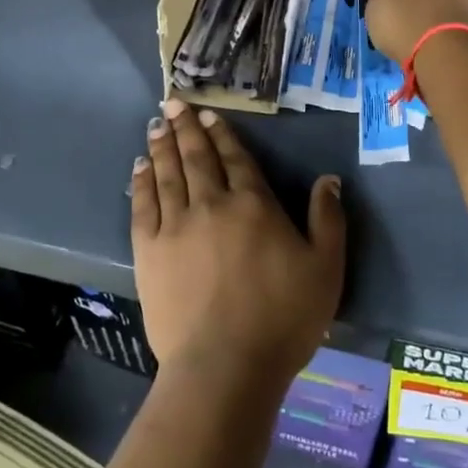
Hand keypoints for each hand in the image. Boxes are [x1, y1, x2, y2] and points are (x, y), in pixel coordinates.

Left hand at [131, 97, 344, 390]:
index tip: (209, 114)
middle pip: (197, 157)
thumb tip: (328, 179)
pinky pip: (142, 205)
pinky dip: (141, 182)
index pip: (236, 159)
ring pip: (168, 174)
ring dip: (163, 146)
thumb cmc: (283, 318)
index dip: (222, 134)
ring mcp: (175, 226)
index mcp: (253, 204)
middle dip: (186, 128)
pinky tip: (138, 167)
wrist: (226, 365)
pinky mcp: (148, 251)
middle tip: (174, 103)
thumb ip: (328, 219)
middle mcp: (211, 204)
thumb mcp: (325, 269)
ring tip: (157, 124)